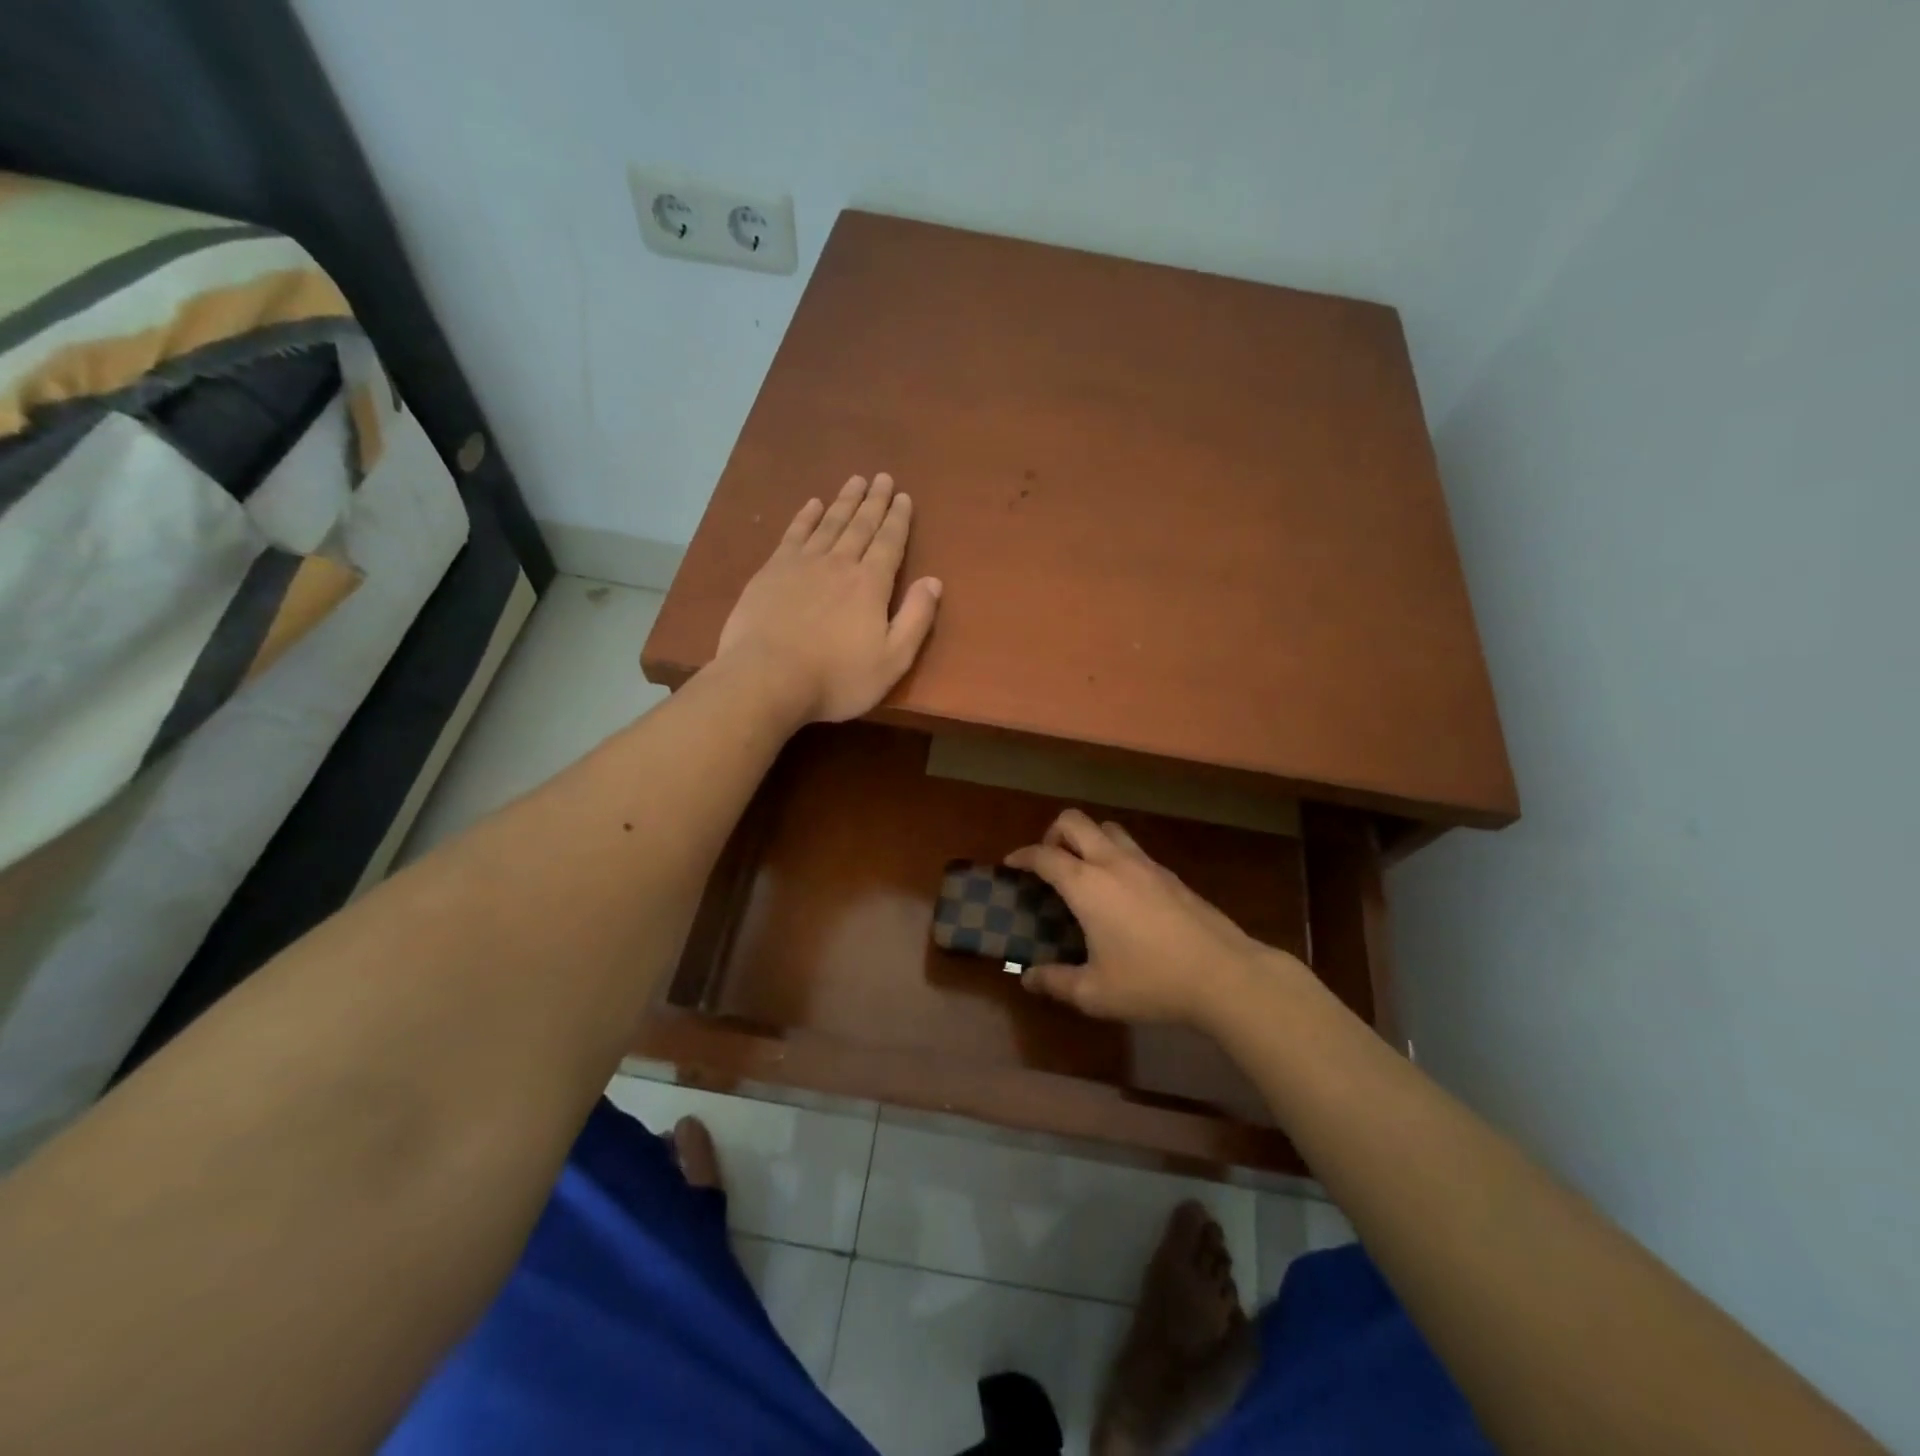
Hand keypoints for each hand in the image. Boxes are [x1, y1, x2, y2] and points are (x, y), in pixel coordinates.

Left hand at [715, 474, 942, 723]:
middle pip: (861, 525)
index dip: (898, 519)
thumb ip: (915, 619)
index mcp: (870, 584)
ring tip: (855, 480)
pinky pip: (794, 534)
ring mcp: (802, 564)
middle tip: (883, 477)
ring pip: (829, 523)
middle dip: (874, 501)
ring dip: (844, 501)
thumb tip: (934, 581)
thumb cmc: (836, 678)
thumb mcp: (892, 660)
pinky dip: (806, 517)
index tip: (904, 497)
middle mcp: (839, 563)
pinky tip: (813, 504)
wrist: (767, 679)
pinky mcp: (771, 571)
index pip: (889, 543)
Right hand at [1006, 810, 1302, 1029]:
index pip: (1044, 855)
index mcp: (1087, 885)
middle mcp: (1112, 863)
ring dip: (1087, 838)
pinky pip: (1132, 848)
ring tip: (1083, 870)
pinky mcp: (1169, 874)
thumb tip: (1028, 978)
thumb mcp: (1095, 993)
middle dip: (1052, 833)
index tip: (1011, 864)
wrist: (1223, 974)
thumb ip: (1056, 982)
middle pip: (1074, 821)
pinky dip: (1114, 855)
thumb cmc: (1151, 982)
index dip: (1022, 856)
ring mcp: (1145, 864)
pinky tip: (1120, 891)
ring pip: (1107, 828)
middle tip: (1048, 862)